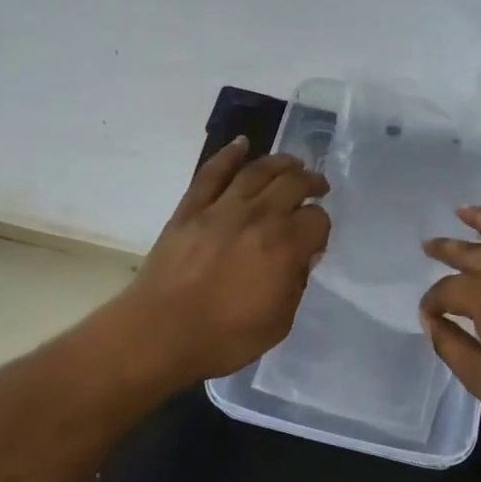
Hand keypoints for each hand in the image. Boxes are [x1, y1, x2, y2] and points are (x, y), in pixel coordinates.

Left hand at [125, 138, 331, 382]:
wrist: (159, 333)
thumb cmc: (224, 337)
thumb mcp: (278, 322)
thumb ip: (296, 284)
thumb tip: (302, 257)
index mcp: (285, 245)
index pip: (317, 219)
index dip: (321, 227)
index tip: (315, 239)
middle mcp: (258, 216)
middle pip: (293, 183)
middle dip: (311, 182)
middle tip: (317, 186)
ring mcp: (222, 207)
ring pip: (258, 170)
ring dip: (281, 162)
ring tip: (292, 163)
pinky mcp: (191, 208)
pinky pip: (212, 172)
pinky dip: (229, 154)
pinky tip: (242, 144)